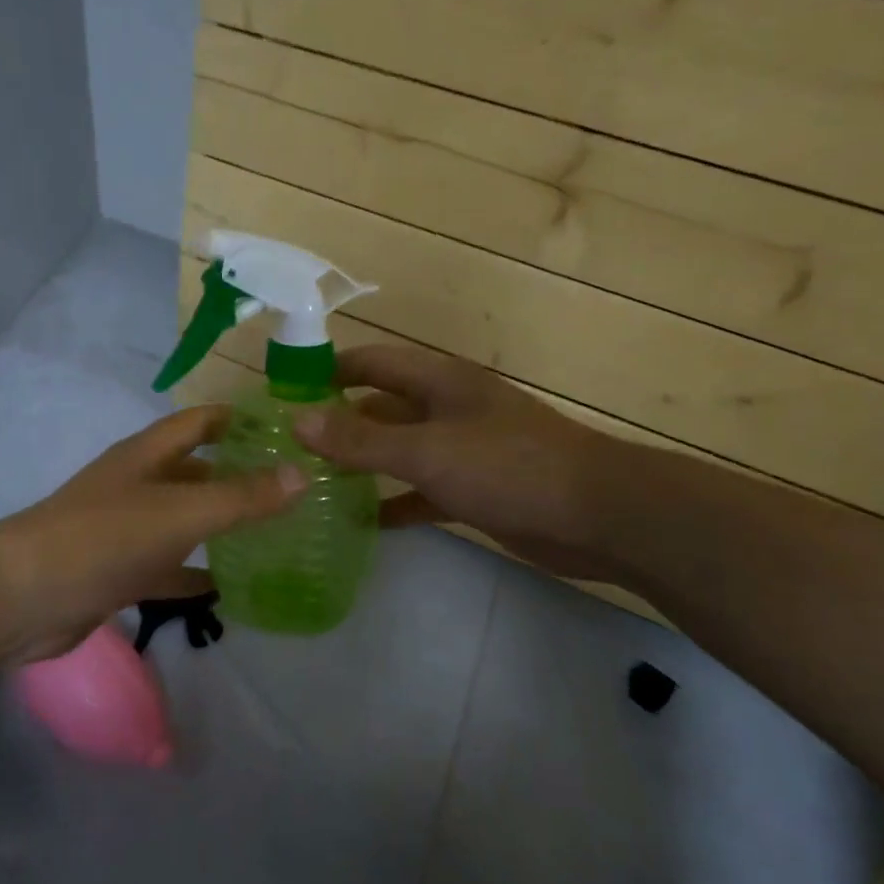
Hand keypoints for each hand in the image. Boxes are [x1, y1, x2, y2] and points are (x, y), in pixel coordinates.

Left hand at [0, 405, 304, 661]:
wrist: (26, 596)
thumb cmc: (106, 538)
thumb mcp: (182, 512)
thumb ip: (241, 496)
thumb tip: (301, 474)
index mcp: (147, 455)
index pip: (199, 422)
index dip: (238, 419)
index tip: (285, 428)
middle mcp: (136, 484)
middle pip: (194, 471)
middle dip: (237, 475)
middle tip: (291, 489)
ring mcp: (125, 529)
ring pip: (183, 520)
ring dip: (219, 524)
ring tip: (273, 535)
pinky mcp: (118, 571)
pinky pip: (167, 566)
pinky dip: (195, 572)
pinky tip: (228, 587)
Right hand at [293, 344, 621, 583]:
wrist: (599, 515)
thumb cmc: (509, 467)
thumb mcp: (426, 451)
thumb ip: (360, 439)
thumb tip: (297, 420)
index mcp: (438, 382)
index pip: (371, 362)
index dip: (329, 369)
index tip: (284, 388)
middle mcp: (446, 408)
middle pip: (381, 406)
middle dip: (338, 420)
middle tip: (288, 443)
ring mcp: (461, 449)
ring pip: (398, 449)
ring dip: (362, 462)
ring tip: (312, 481)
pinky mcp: (473, 489)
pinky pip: (420, 490)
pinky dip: (393, 501)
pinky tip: (362, 521)